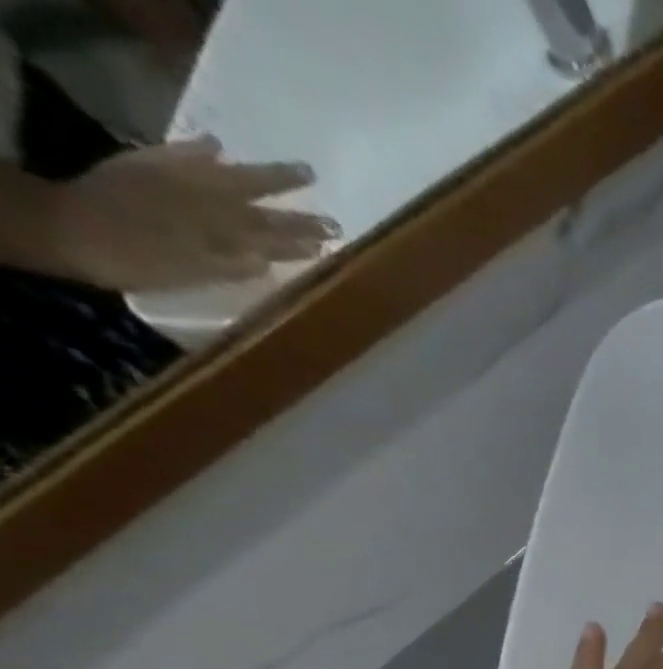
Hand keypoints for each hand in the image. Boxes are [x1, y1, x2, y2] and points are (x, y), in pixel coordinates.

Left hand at [50, 136, 336, 291]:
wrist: (70, 227)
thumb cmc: (139, 261)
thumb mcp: (195, 273)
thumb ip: (233, 265)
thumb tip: (270, 259)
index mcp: (222, 231)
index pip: (275, 236)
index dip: (304, 240)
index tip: (336, 240)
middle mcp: (208, 202)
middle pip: (262, 207)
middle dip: (298, 214)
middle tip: (333, 217)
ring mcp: (179, 181)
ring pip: (233, 178)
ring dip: (267, 176)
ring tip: (300, 172)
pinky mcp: (148, 167)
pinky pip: (182, 155)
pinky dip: (200, 150)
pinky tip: (218, 146)